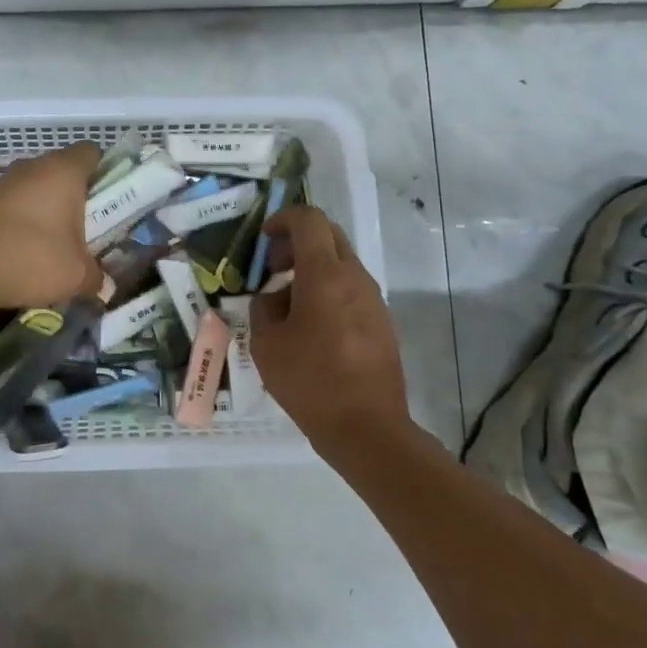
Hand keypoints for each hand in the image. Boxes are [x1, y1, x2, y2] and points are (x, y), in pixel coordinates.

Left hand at [0, 142, 104, 317]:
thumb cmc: (31, 260)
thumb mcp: (77, 275)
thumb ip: (97, 277)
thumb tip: (104, 285)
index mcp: (63, 170)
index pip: (93, 152)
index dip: (107, 172)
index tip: (112, 201)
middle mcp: (33, 166)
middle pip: (65, 170)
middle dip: (79, 196)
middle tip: (90, 228)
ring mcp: (5, 181)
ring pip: (39, 186)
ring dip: (50, 209)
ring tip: (58, 243)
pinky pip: (16, 202)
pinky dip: (25, 219)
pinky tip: (27, 249)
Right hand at [251, 206, 410, 460]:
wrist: (367, 428)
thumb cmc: (310, 382)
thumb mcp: (266, 344)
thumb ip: (264, 308)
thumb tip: (275, 297)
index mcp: (325, 275)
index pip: (309, 220)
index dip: (283, 219)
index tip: (264, 238)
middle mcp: (354, 277)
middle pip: (329, 235)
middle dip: (298, 241)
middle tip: (274, 266)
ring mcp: (373, 299)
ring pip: (341, 262)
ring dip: (313, 267)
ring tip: (288, 301)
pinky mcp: (382, 321)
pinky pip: (351, 288)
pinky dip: (328, 289)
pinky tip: (311, 325)